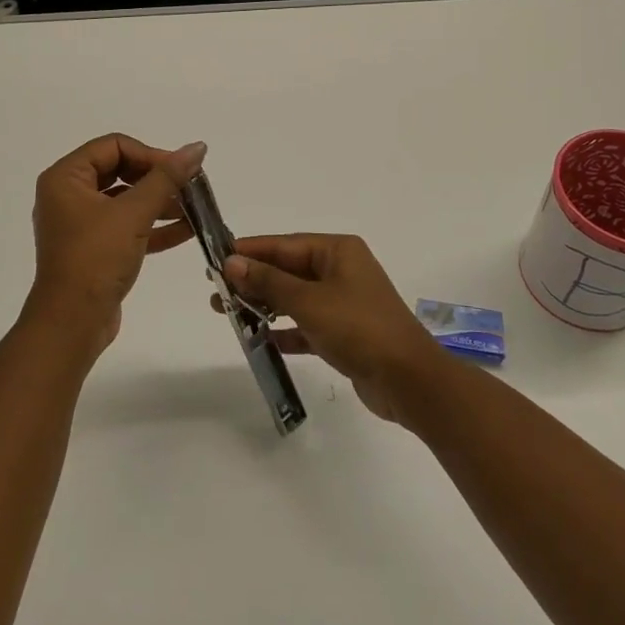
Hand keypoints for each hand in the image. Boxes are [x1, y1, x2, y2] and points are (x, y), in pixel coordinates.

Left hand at [29, 134, 205, 353]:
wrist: (71, 324)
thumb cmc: (96, 259)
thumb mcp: (134, 214)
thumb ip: (167, 178)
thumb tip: (197, 147)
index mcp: (66, 178)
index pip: (114, 146)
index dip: (150, 154)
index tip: (180, 170)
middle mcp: (68, 195)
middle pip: (120, 170)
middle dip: (158, 178)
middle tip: (190, 186)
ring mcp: (80, 224)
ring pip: (126, 200)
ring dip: (160, 202)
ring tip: (196, 208)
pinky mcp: (94, 249)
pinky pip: (126, 226)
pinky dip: (153, 226)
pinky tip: (187, 229)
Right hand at [222, 234, 446, 423]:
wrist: (408, 380)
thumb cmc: (358, 328)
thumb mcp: (308, 301)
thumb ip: (268, 281)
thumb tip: (232, 262)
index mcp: (337, 251)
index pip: (284, 245)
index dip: (250, 251)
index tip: (216, 259)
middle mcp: (341, 270)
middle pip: (288, 270)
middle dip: (253, 280)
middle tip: (216, 292)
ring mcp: (344, 302)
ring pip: (295, 297)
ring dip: (265, 305)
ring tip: (228, 314)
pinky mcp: (345, 333)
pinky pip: (307, 324)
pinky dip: (286, 330)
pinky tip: (261, 339)